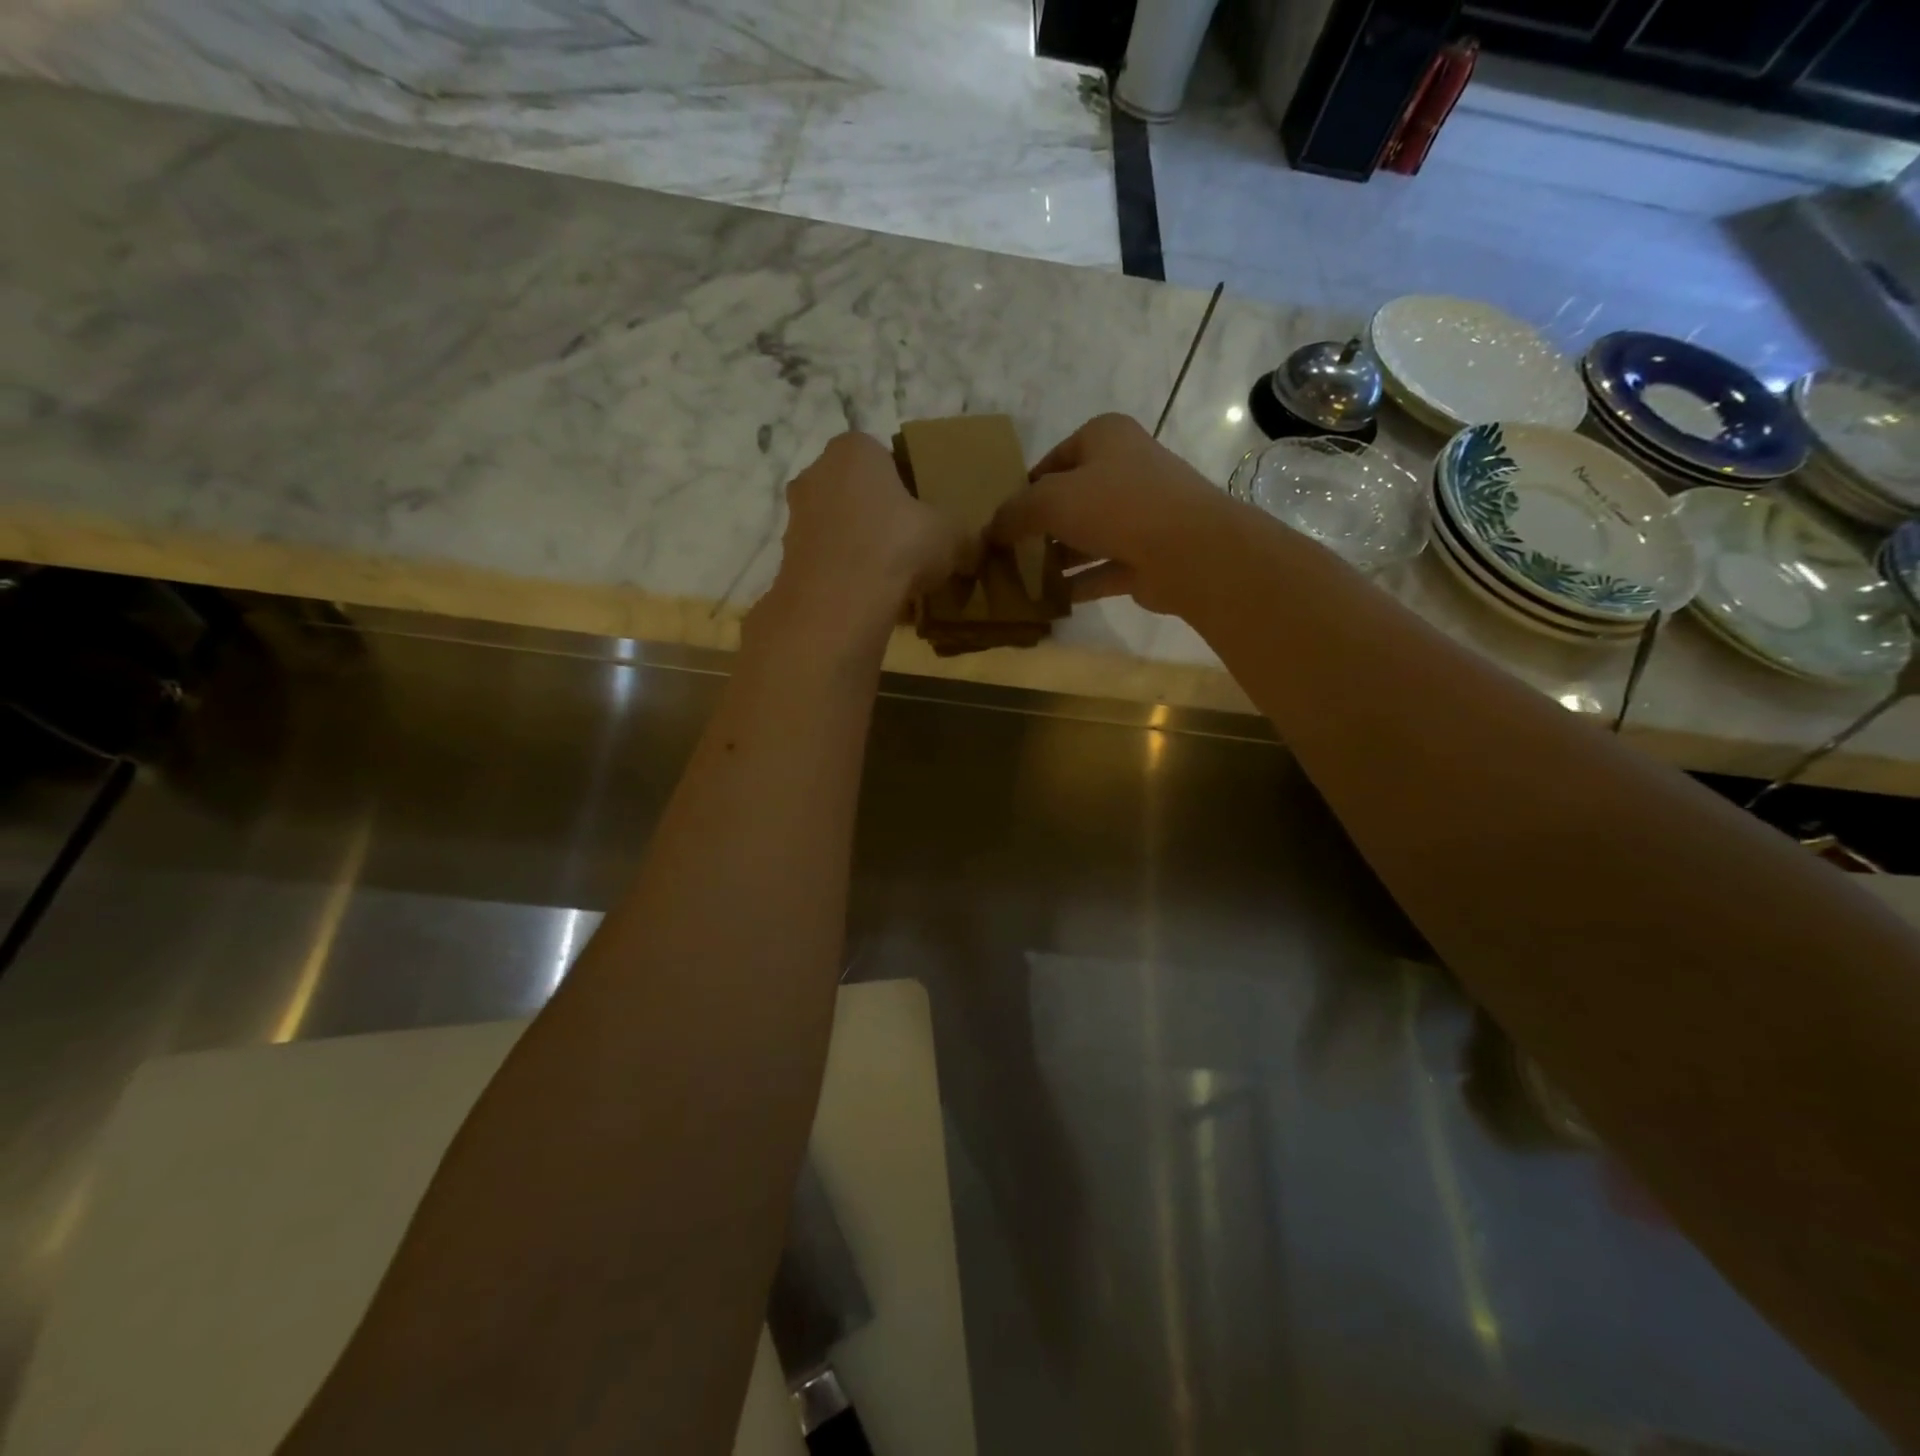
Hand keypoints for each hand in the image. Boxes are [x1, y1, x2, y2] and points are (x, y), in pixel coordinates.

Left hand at [752, 432, 978, 648]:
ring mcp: (795, 516)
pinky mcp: (785, 556)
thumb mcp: (949, 535)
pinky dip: (841, 573)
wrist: (840, 601)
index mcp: (854, 449)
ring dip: (857, 545)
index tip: (920, 514)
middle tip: (905, 544)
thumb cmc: (897, 546)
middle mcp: (815, 472)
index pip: (882, 456)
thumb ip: (961, 535)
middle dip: (876, 513)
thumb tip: (972, 550)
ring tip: (886, 577)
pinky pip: (824, 559)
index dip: (904, 484)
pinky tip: (865, 596)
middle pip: (854, 490)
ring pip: (836, 525)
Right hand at [988, 413, 1239, 616]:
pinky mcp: (1145, 557)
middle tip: (1005, 552)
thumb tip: (990, 530)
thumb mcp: (1051, 499)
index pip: (1054, 460)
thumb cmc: (1116, 506)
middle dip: (1039, 527)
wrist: (1188, 550)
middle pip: (1070, 499)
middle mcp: (1126, 470)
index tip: (1001, 519)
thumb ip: (1015, 513)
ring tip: (1018, 580)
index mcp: (1105, 438)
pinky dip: (1076, 584)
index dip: (1024, 488)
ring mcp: (1140, 516)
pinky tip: (1045, 601)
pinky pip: (1101, 570)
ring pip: (1087, 536)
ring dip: (1055, 558)